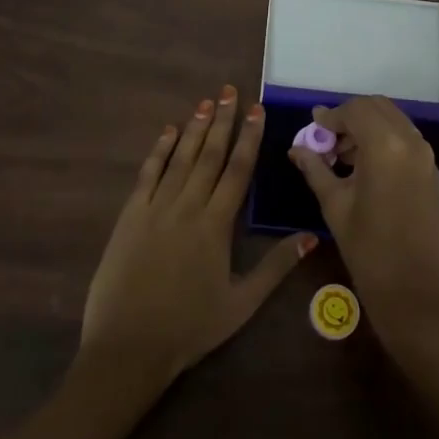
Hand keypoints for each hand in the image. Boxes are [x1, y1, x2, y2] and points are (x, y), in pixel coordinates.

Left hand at [81, 87, 316, 387]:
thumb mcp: (241, 303)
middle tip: (229, 91)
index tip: (257, 110)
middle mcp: (187, 207)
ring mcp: (155, 208)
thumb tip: (311, 237)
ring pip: (179, 158)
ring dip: (193, 128)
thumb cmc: (190, 327)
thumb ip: (275, 267)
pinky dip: (158, 151)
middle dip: (222, 121)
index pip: (237, 170)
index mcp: (216, 225)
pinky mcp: (130, 216)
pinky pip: (147, 174)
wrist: (128, 347)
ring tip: (205, 102)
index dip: (249, 138)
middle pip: (208, 154)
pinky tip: (167, 132)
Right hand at [290, 96, 438, 344]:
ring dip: (367, 127)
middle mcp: (410, 141)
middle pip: (377, 107)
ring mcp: (425, 155)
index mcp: (385, 145)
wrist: (416, 292)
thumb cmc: (369, 250)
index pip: (355, 109)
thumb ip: (316, 169)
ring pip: (392, 120)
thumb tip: (297, 148)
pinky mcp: (431, 171)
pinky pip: (404, 139)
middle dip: (350, 117)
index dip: (331, 116)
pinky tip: (362, 166)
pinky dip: (383, 140)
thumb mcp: (334, 205)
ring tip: (341, 155)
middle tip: (326, 140)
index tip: (312, 129)